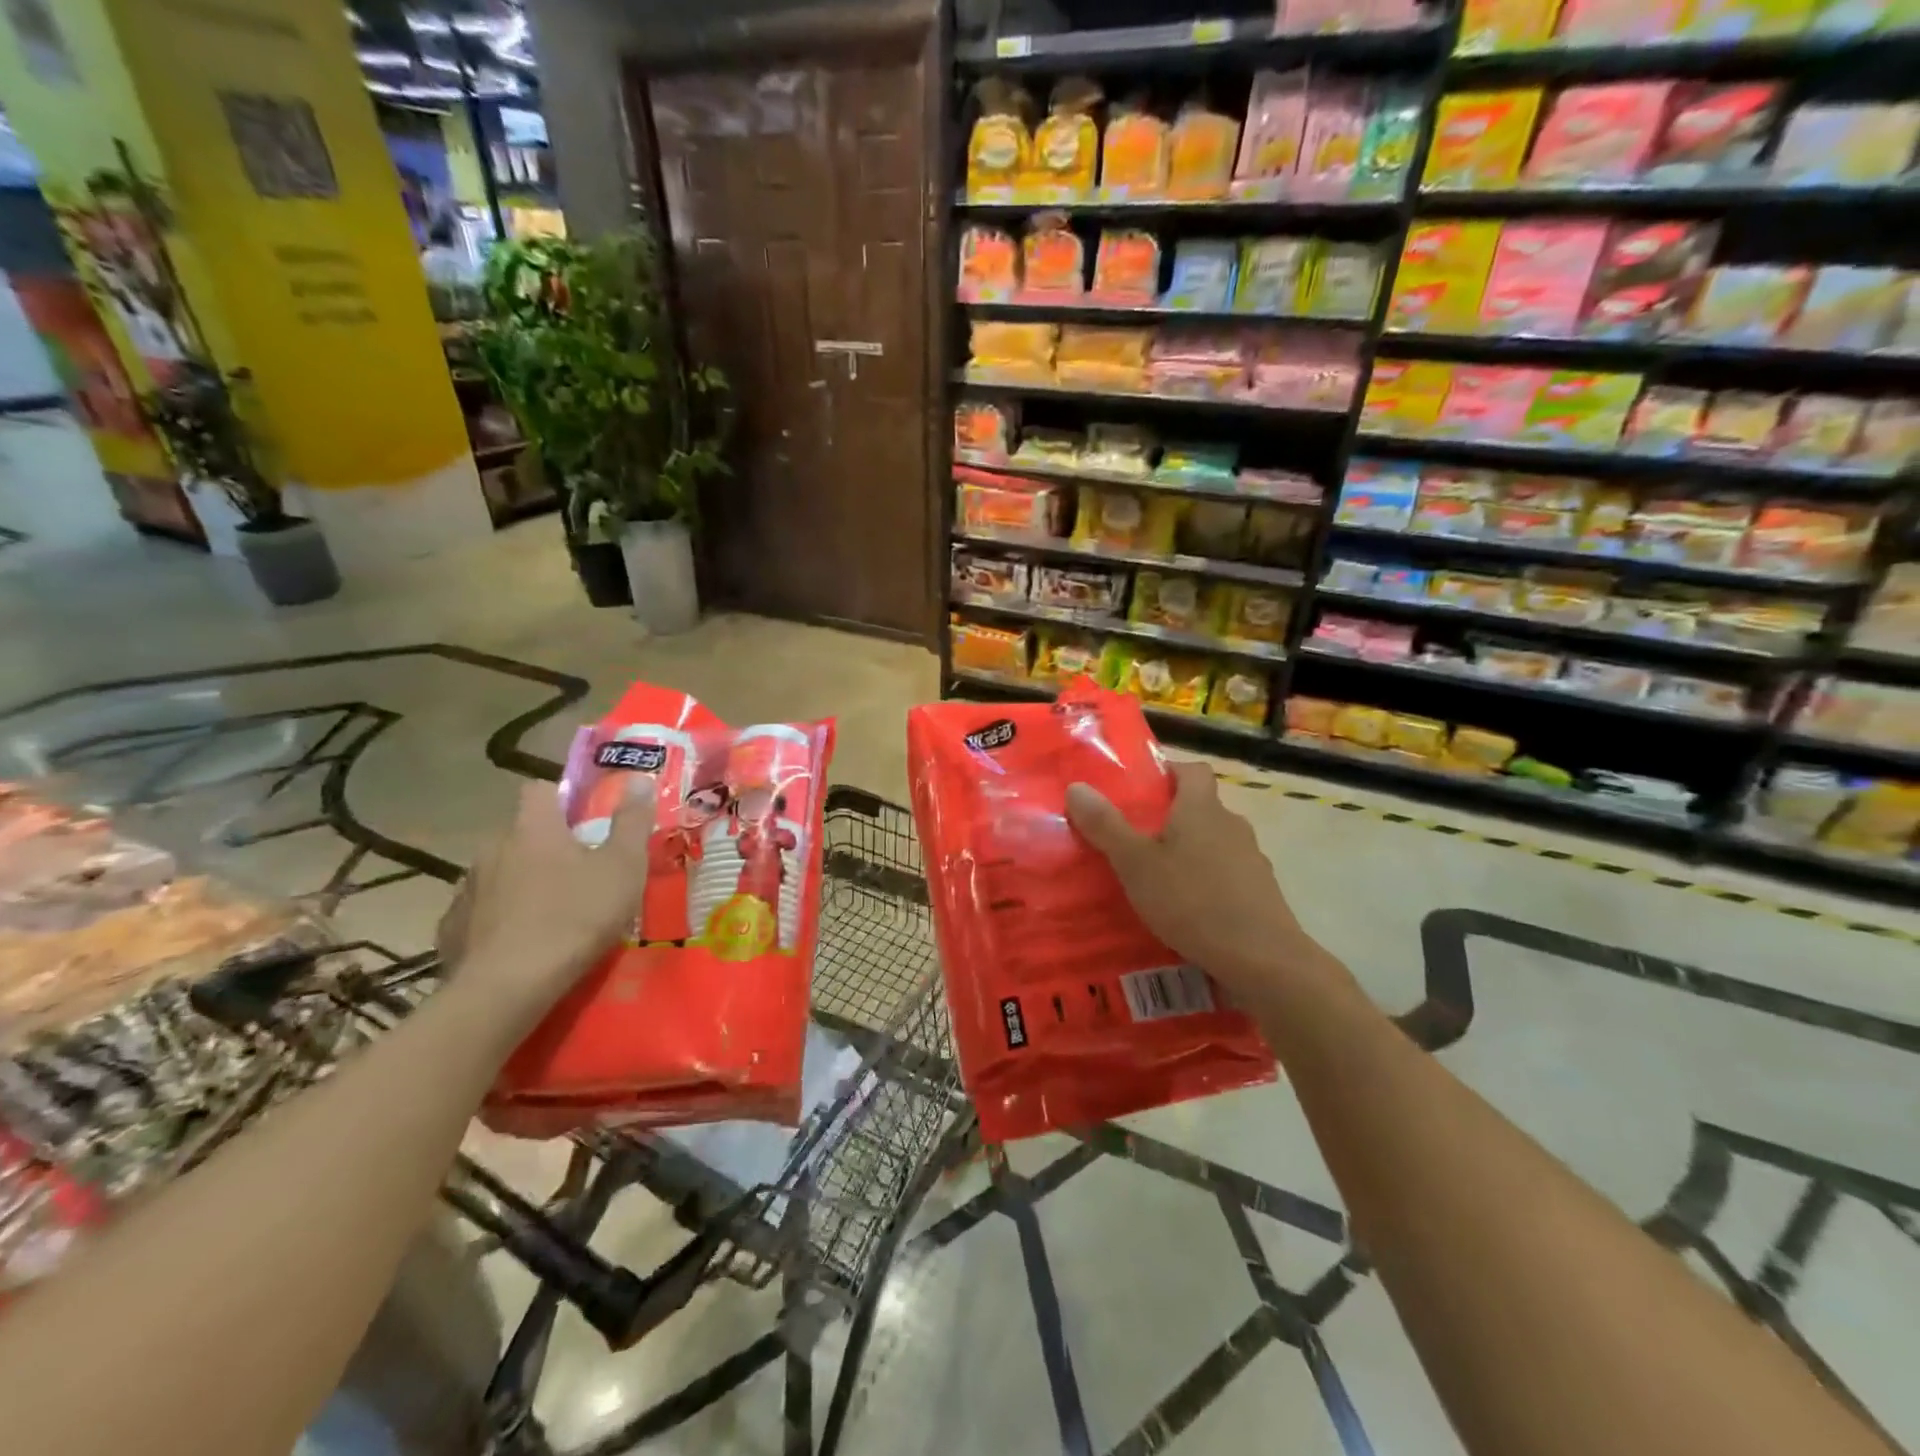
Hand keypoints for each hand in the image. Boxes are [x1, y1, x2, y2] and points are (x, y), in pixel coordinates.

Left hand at [435, 777, 655, 1020]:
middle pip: (521, 833)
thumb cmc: (576, 917)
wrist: (508, 988)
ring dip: (522, 882)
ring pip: (499, 872)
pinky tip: (519, 942)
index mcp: (534, 828)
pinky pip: (480, 911)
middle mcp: (493, 849)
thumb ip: (632, 822)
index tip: (584, 818)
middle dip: (545, 846)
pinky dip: (499, 918)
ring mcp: (467, 889)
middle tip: (579, 871)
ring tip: (551, 911)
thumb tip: (639, 779)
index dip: (561, 797)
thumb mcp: (623, 867)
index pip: (539, 789)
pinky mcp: (451, 929)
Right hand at [1065, 761, 1332, 1005]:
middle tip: (1136, 839)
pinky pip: (1227, 876)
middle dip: (1171, 819)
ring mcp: (1251, 860)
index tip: (1142, 789)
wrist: (1262, 959)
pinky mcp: (1261, 893)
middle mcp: (1232, 826)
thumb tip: (1078, 787)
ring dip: (1189, 854)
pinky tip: (1187, 912)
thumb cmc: (1192, 900)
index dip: (1169, 772)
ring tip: (1157, 880)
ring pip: (1214, 844)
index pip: (1193, 770)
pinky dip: (1207, 884)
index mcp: (1202, 809)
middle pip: (1201, 808)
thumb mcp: (1135, 864)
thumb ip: (1106, 826)